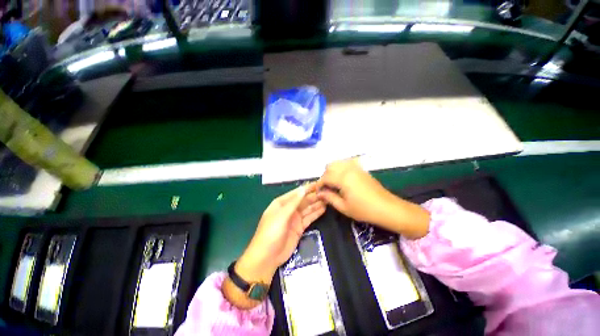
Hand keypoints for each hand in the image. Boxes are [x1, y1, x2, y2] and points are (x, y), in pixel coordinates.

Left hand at [235, 183, 325, 285]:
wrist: (267, 257)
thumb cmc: (271, 233)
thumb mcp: (281, 215)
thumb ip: (293, 203)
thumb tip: (303, 189)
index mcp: (281, 203)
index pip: (296, 193)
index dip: (307, 188)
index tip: (319, 183)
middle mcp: (289, 209)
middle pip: (303, 200)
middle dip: (314, 196)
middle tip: (327, 191)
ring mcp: (294, 219)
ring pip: (308, 208)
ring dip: (317, 204)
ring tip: (328, 198)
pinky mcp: (299, 228)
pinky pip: (309, 218)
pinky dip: (316, 213)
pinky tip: (324, 208)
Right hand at [317, 159, 428, 238]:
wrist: (387, 208)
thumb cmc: (364, 210)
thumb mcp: (344, 207)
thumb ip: (329, 197)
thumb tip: (319, 193)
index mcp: (343, 178)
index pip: (325, 177)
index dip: (319, 184)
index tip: (318, 192)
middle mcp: (348, 169)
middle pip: (330, 166)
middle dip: (325, 176)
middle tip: (327, 188)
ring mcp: (356, 167)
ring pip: (338, 163)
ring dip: (332, 171)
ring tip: (334, 184)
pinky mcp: (361, 169)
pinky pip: (346, 163)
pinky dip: (340, 169)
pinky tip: (343, 180)